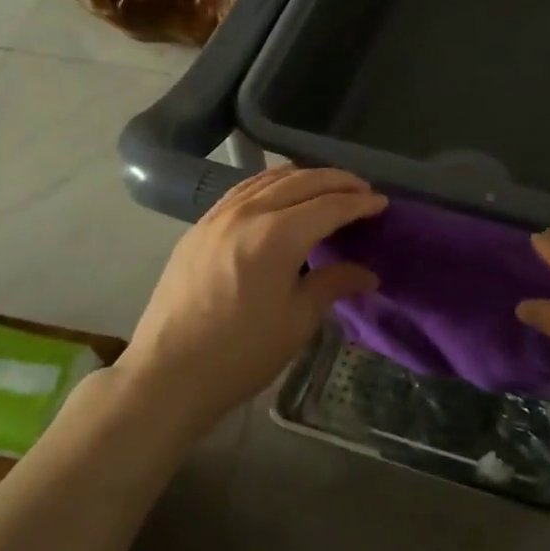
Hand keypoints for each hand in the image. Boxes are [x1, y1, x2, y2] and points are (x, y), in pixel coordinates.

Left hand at [118, 166, 386, 431]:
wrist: (167, 373)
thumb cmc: (240, 353)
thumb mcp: (297, 322)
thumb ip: (332, 285)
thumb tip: (367, 273)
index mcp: (276, 235)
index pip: (328, 206)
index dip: (359, 202)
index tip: (381, 203)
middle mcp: (247, 212)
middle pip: (301, 181)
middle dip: (337, 181)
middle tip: (362, 190)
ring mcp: (218, 215)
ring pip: (269, 178)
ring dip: (304, 177)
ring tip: (327, 187)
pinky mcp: (199, 226)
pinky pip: (243, 189)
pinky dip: (271, 183)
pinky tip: (279, 195)